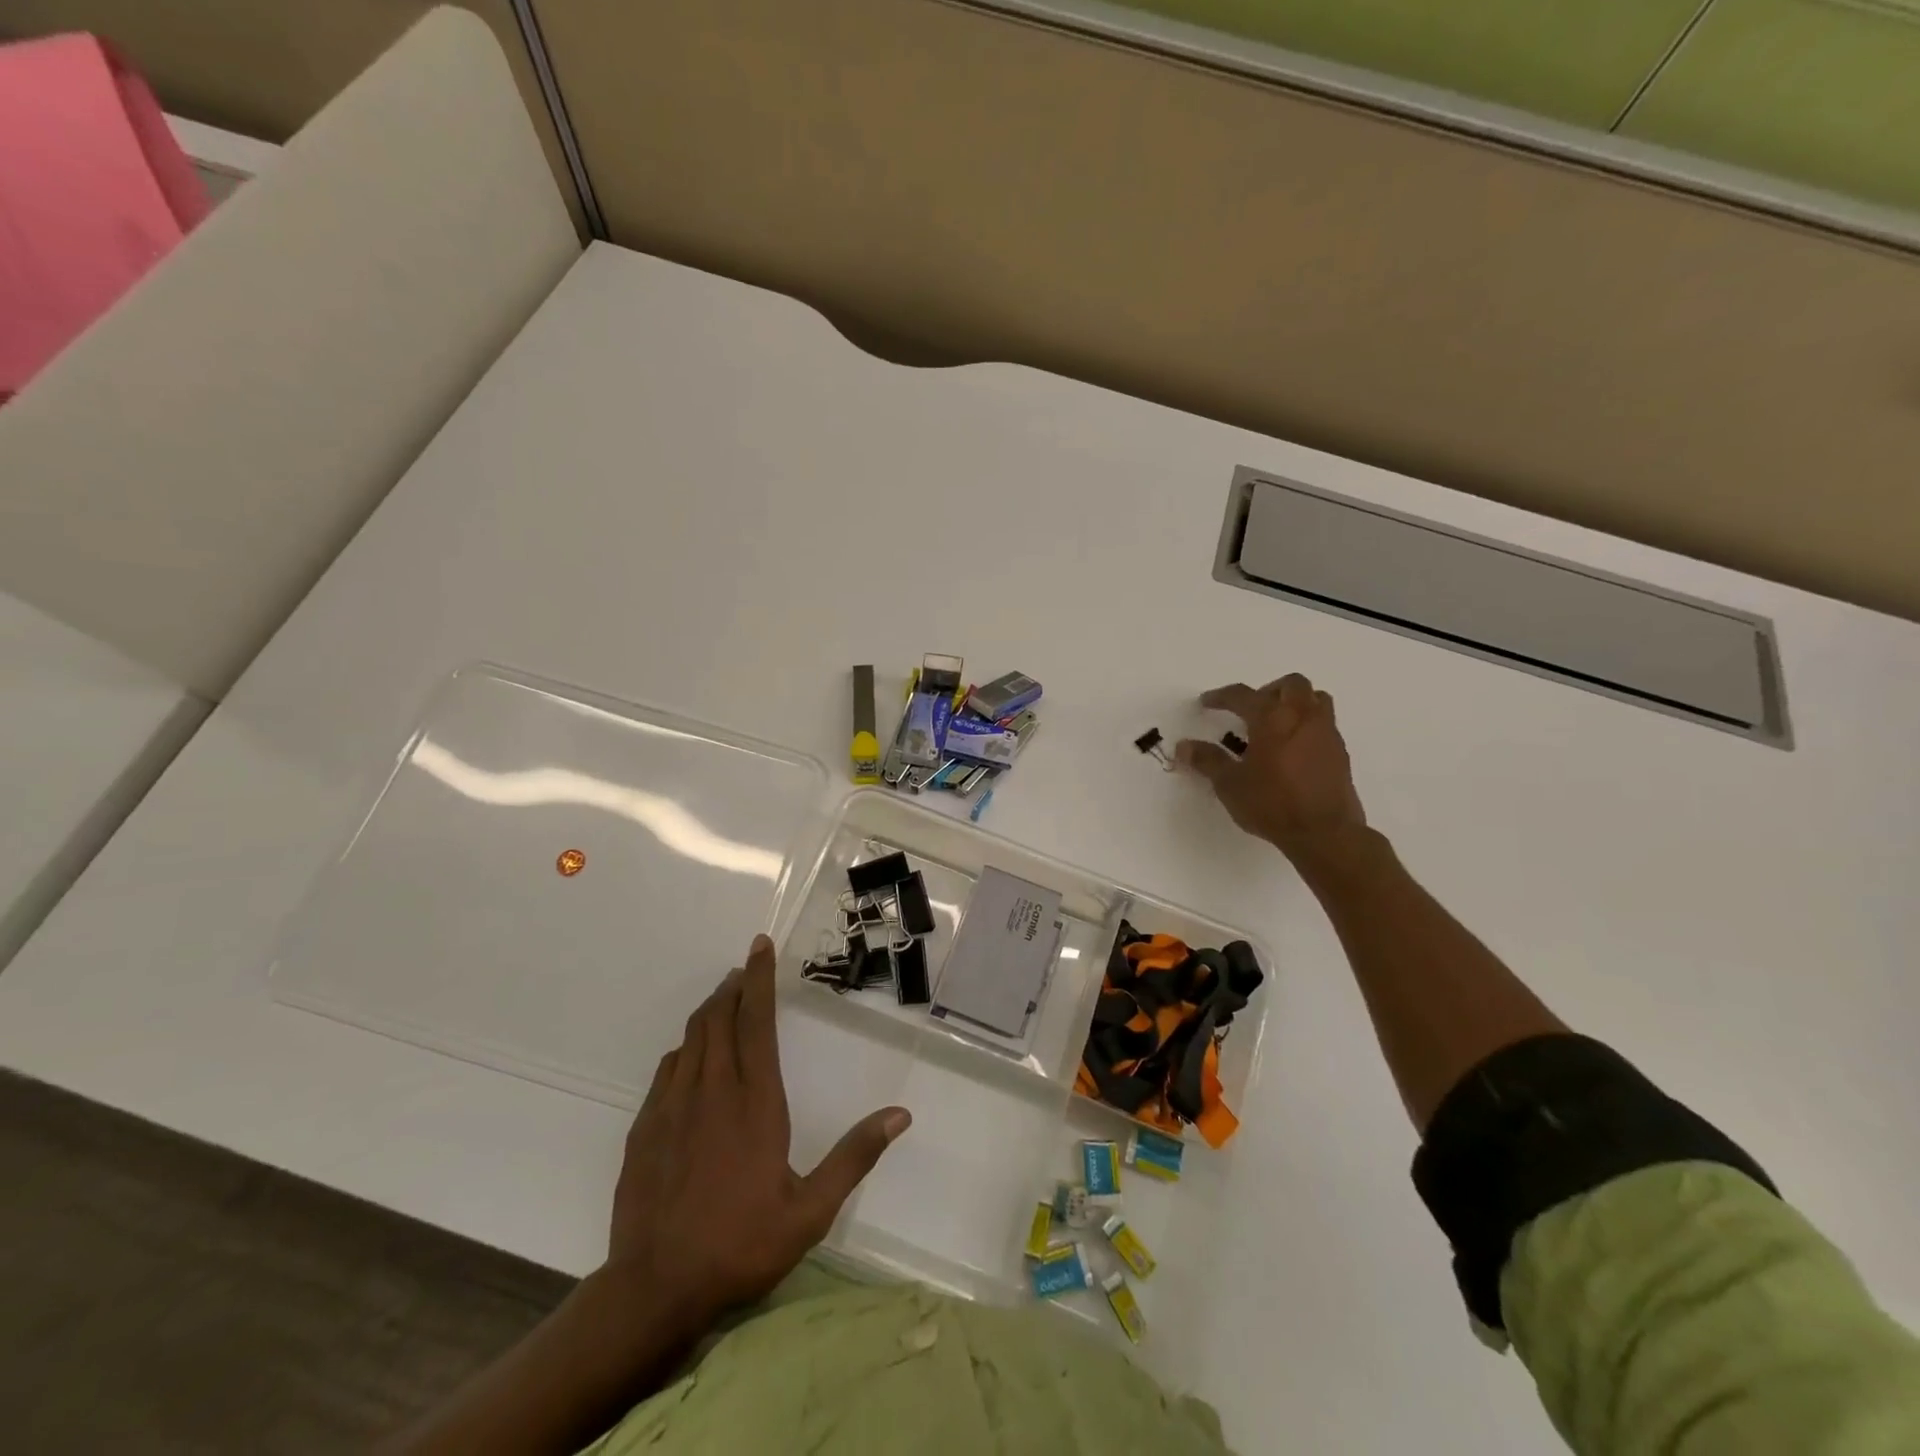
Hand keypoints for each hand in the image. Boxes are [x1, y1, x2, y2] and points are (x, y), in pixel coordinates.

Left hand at [605, 935, 910, 1330]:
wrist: (654, 1289)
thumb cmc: (740, 1244)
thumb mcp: (811, 1211)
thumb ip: (854, 1157)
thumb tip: (901, 1115)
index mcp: (755, 1101)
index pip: (757, 1021)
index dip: (759, 979)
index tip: (760, 945)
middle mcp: (712, 1090)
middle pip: (719, 1018)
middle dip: (734, 986)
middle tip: (746, 969)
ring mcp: (672, 1106)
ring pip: (691, 1037)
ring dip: (710, 1011)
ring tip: (725, 1000)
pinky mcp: (646, 1126)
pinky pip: (669, 1068)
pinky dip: (686, 1048)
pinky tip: (692, 1057)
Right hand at [1177, 674, 1366, 864]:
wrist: (1324, 833)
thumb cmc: (1272, 804)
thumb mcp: (1230, 784)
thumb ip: (1208, 760)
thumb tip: (1184, 746)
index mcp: (1273, 718)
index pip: (1243, 695)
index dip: (1221, 696)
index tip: (1207, 702)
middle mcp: (1303, 717)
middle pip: (1291, 684)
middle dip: (1268, 690)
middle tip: (1252, 709)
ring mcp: (1327, 733)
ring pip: (1315, 699)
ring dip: (1295, 702)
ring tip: (1276, 725)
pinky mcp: (1340, 753)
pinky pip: (1324, 724)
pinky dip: (1306, 726)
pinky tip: (1292, 750)